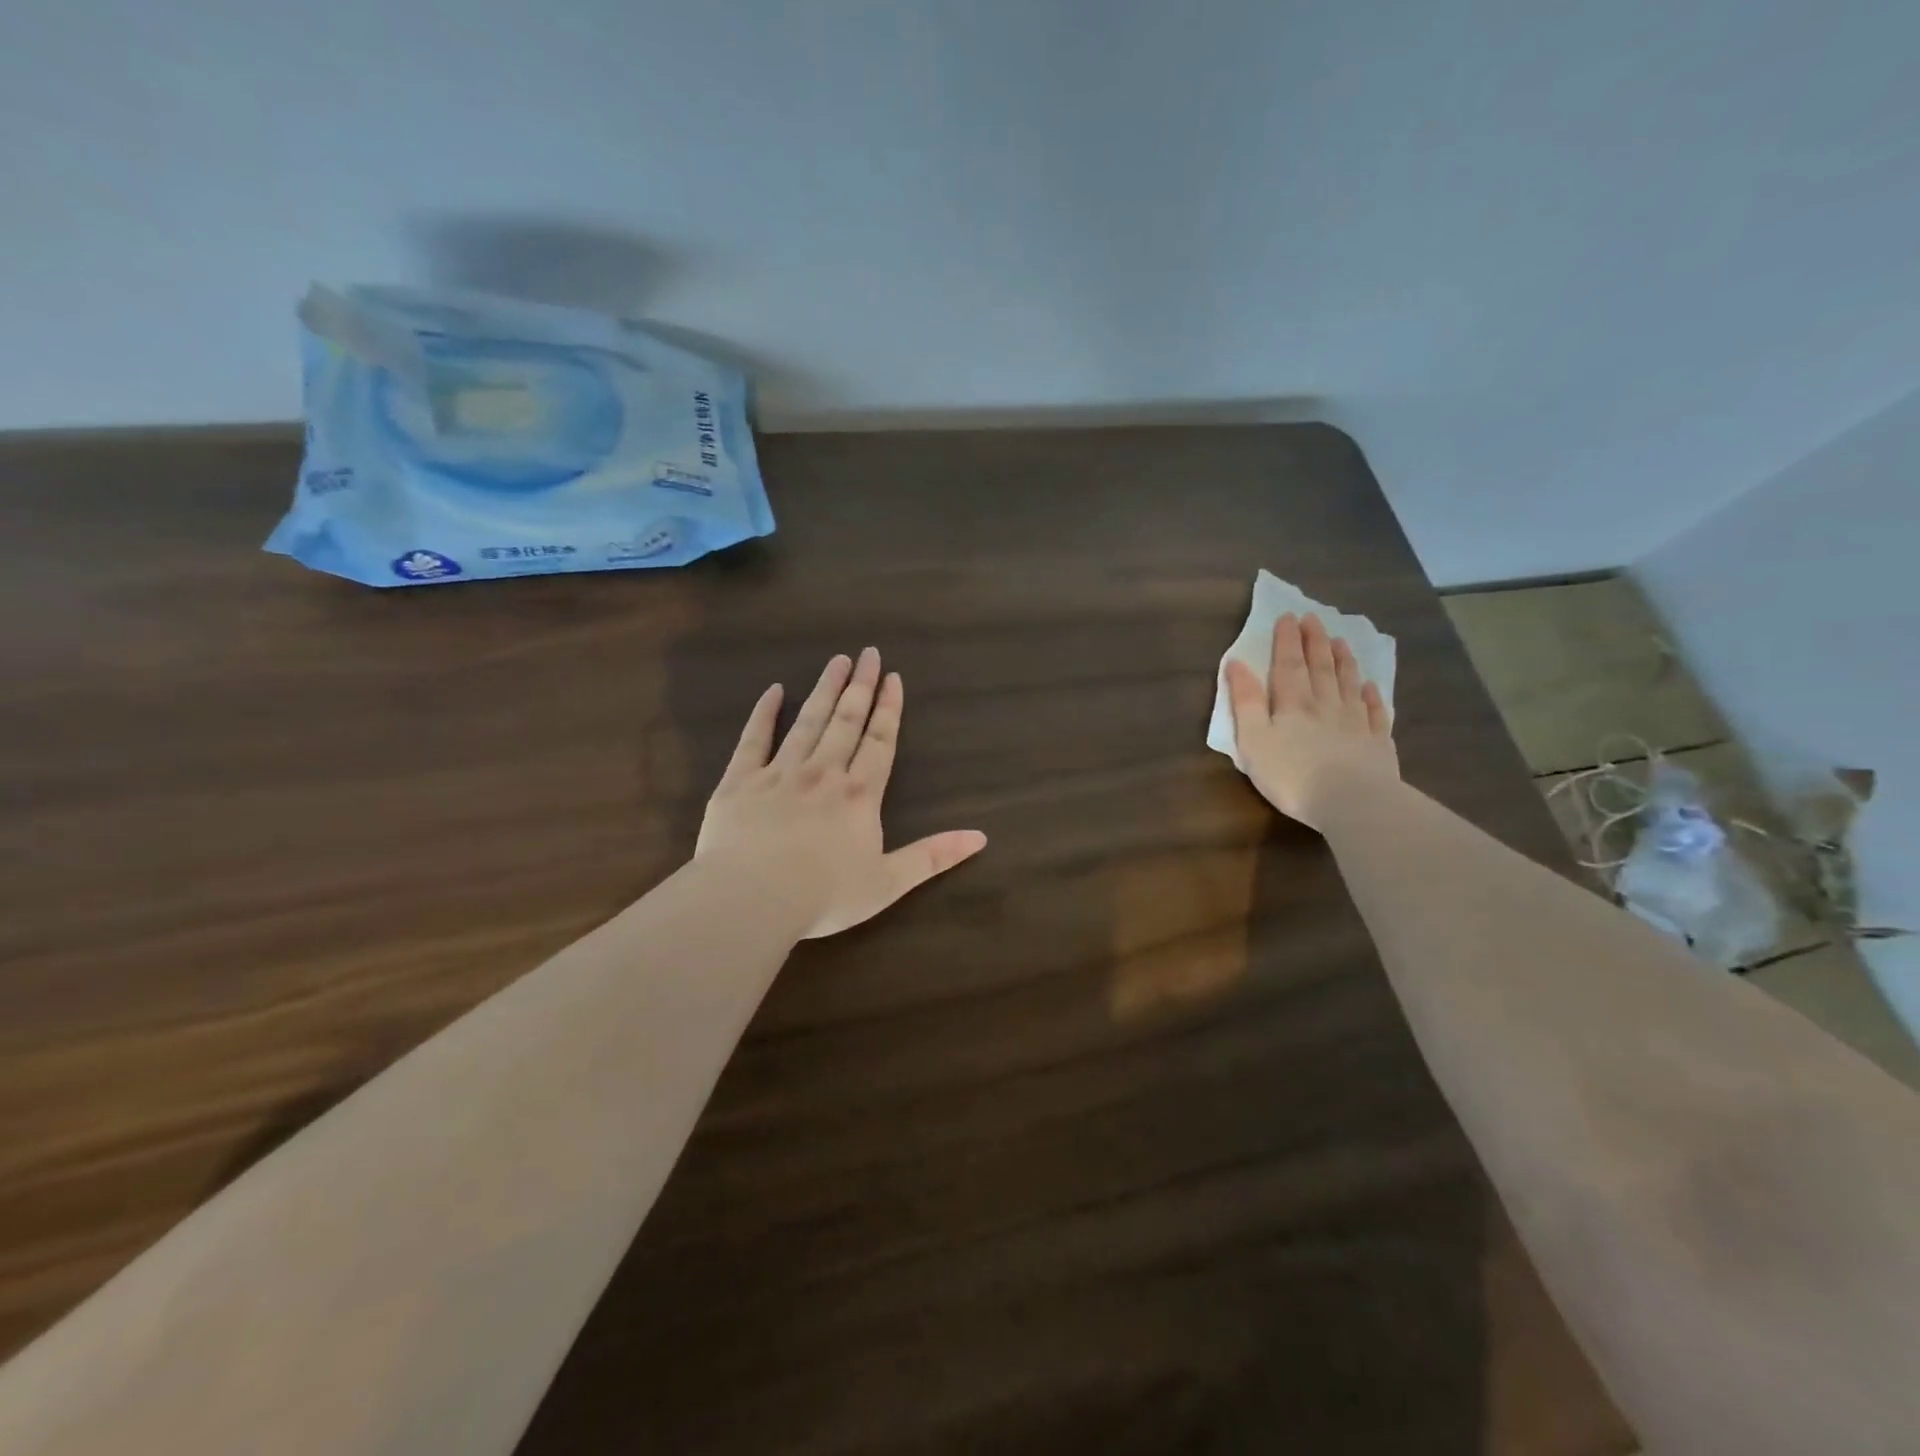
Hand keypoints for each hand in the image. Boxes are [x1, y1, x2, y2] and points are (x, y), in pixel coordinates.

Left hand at [695, 647, 987, 938]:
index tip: (893, 677)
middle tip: (867, 653)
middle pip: (846, 721)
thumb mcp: (888, 883)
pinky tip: (774, 690)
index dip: (889, 709)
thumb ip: (933, 857)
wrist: (752, 898)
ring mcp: (779, 773)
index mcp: (858, 795)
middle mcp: (823, 773)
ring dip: (824, 690)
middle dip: (860, 686)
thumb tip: (981, 837)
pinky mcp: (740, 781)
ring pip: (807, 721)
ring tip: (836, 660)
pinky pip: (753, 739)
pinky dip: (764, 713)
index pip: (879, 741)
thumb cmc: (824, 895)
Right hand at [1224, 612, 1398, 829]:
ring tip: (1340, 641)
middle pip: (1320, 668)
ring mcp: (1355, 723)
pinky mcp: (1377, 743)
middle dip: (1314, 642)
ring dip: (1343, 661)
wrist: (1352, 802)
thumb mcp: (1254, 740)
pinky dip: (1372, 696)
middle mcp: (1325, 705)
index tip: (1288, 616)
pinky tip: (1371, 686)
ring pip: (1348, 683)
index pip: (1288, 665)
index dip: (1287, 640)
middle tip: (1314, 618)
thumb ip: (1246, 702)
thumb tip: (1237, 663)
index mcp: (1293, 704)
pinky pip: (1375, 712)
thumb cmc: (1292, 775)